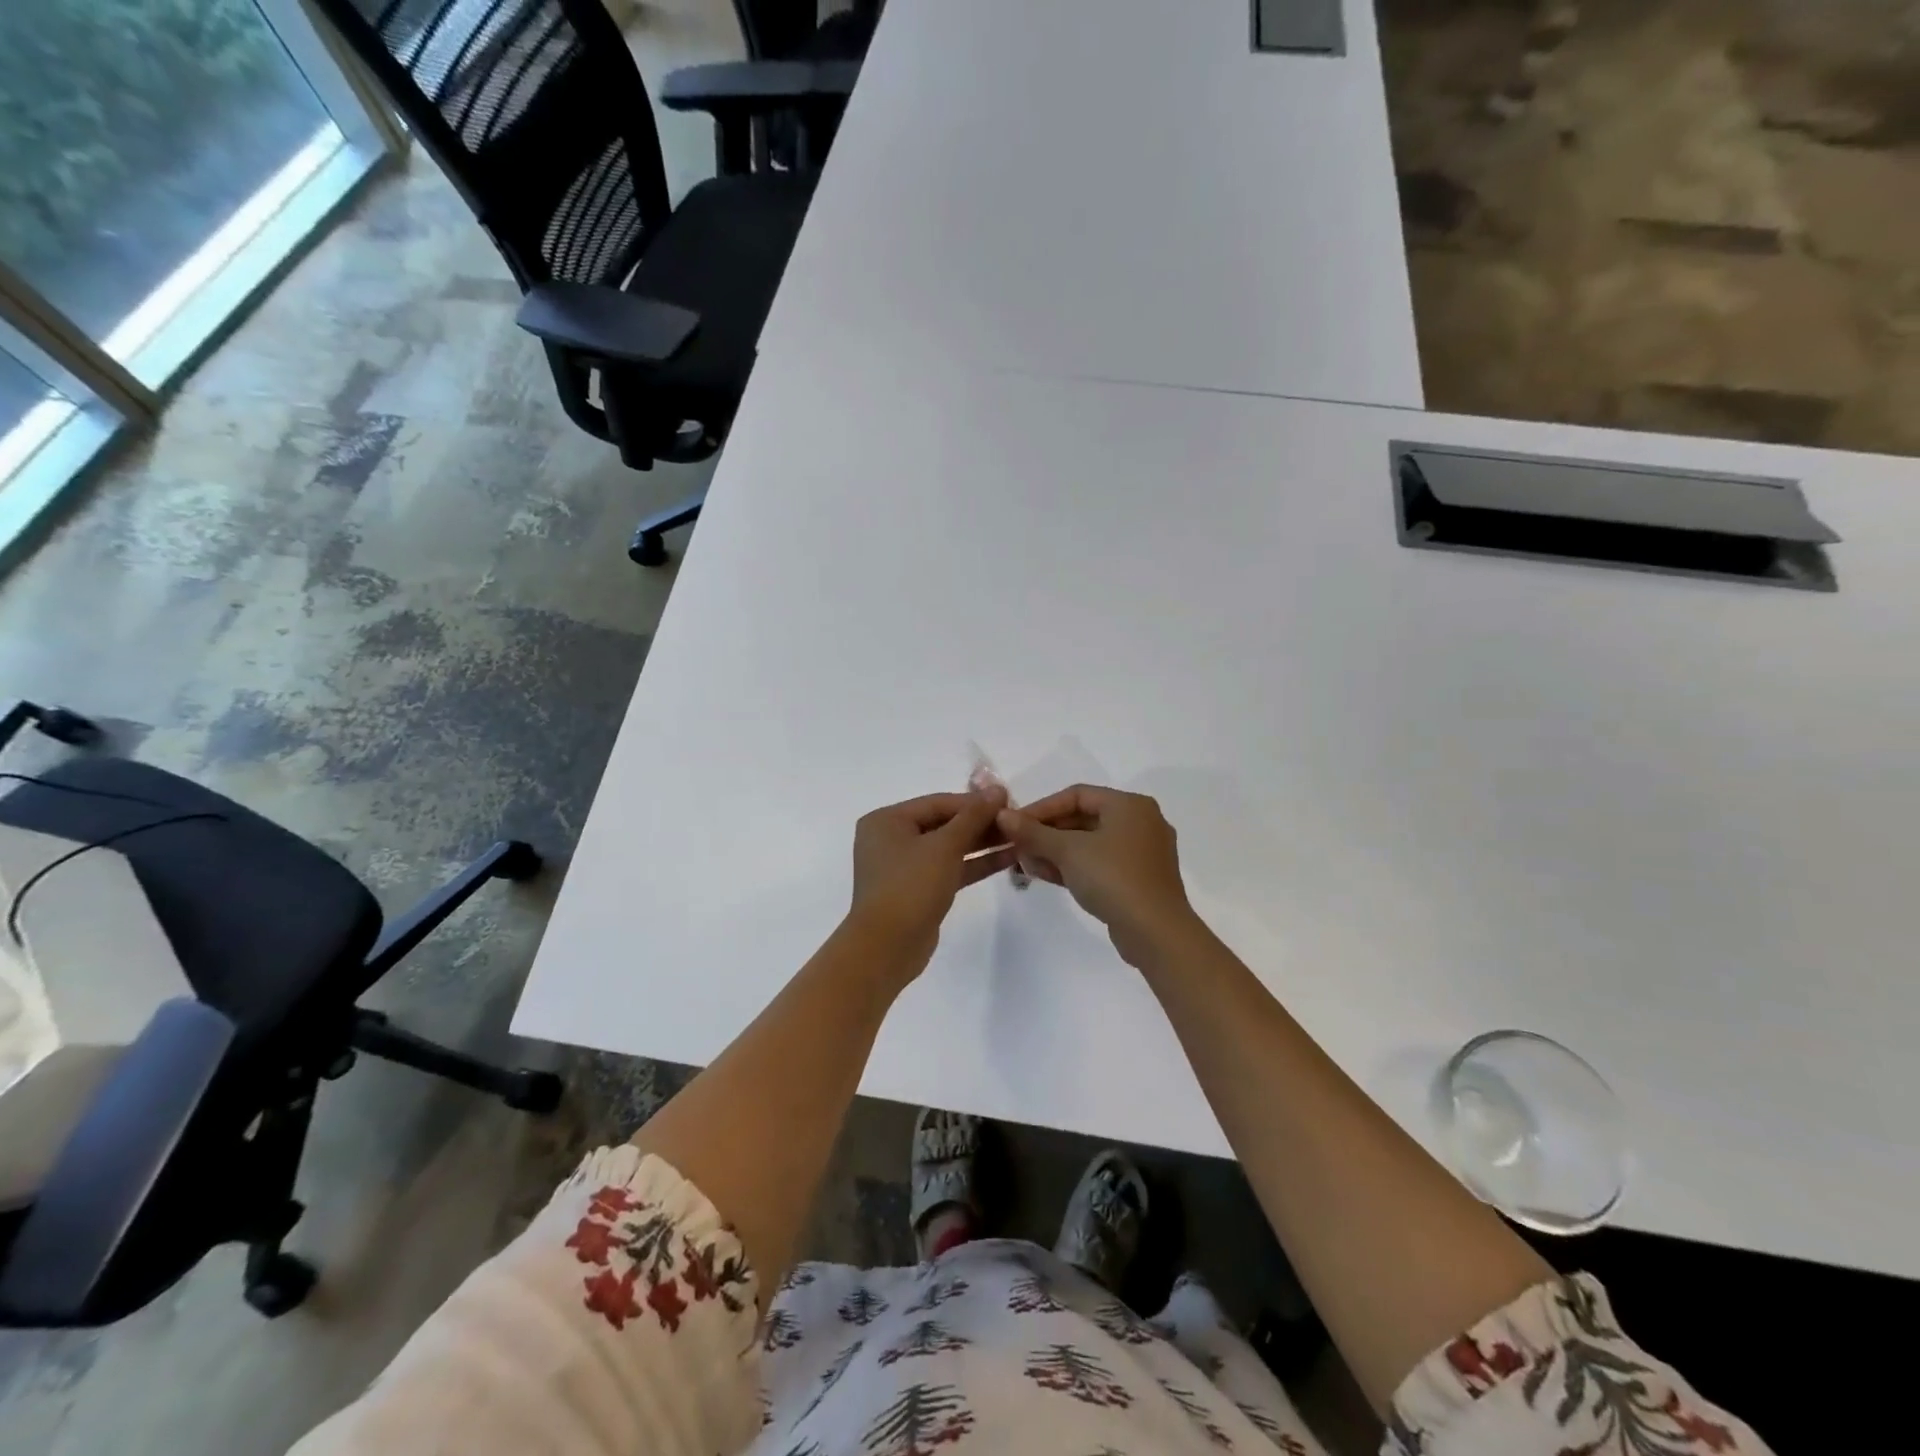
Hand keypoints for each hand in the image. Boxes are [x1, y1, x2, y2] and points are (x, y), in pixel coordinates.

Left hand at [850, 788, 1013, 980]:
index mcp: (887, 820)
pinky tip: (1007, 859)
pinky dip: (974, 864)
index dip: (975, 802)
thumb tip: (998, 789)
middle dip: (980, 823)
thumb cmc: (910, 886)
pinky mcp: (918, 890)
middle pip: (944, 823)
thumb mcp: (945, 846)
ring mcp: (904, 867)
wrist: (887, 947)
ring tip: (1019, 838)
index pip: (939, 803)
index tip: (1010, 802)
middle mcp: (891, 839)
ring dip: (982, 844)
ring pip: (949, 848)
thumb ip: (973, 816)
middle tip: (1017, 822)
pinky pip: (949, 869)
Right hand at [996, 785, 1197, 965]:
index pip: (1077, 795)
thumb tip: (1003, 816)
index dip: (1041, 807)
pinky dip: (1075, 867)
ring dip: (1056, 852)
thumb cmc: (1113, 878)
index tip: (1014, 824)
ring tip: (1026, 864)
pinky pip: (1101, 863)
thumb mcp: (1068, 851)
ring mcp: (1142, 853)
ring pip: (1090, 843)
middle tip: (1018, 846)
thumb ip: (1034, 832)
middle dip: (1046, 833)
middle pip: (1083, 818)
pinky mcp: (1139, 879)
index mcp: (1130, 805)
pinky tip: (1047, 876)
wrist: (1155, 932)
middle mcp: (1140, 822)